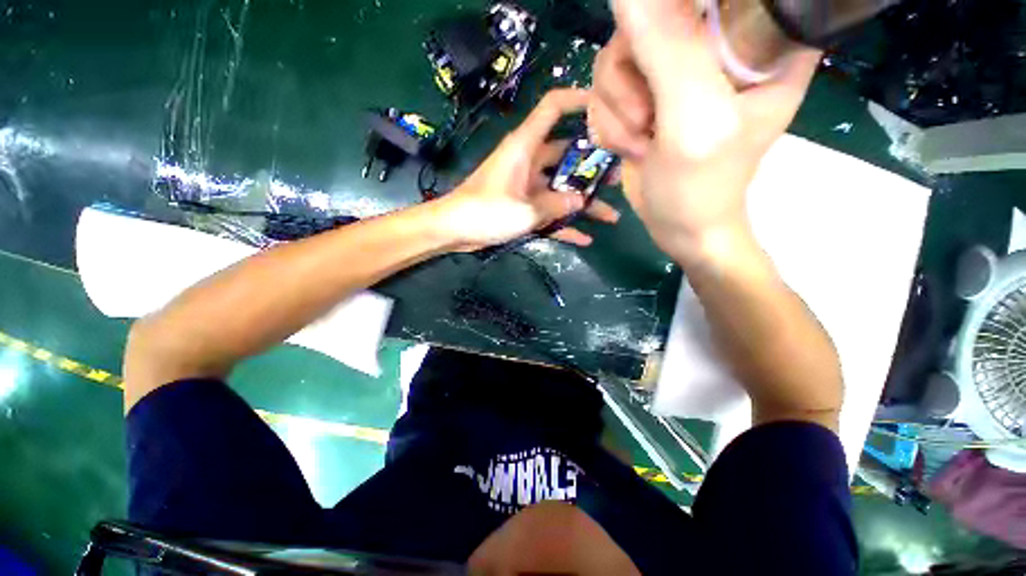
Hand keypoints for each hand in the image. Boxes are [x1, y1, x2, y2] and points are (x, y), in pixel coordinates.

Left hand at [436, 88, 620, 251]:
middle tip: (620, 177)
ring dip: (586, 199)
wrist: (451, 230)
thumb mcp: (525, 210)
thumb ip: (558, 204)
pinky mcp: (523, 201)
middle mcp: (530, 156)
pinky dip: (566, 221)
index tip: (607, 105)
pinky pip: (551, 208)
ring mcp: (528, 179)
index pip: (553, 107)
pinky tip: (587, 238)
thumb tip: (582, 201)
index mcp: (527, 145)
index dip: (578, 99)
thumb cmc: (484, 212)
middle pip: (569, 151)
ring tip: (613, 214)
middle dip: (596, 164)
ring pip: (564, 184)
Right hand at [590, 0, 819, 265]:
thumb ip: (668, 45)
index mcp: (763, 54)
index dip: (684, 14)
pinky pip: (612, 70)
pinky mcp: (656, 78)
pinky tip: (633, 137)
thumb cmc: (706, 185)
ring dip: (618, 97)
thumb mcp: (696, 113)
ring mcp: (686, 62)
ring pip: (624, 45)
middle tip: (648, 116)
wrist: (681, 229)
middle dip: (633, 69)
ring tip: (643, 137)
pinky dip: (612, 108)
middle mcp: (724, 48)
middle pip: (656, 15)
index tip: (675, 69)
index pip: (735, 5)